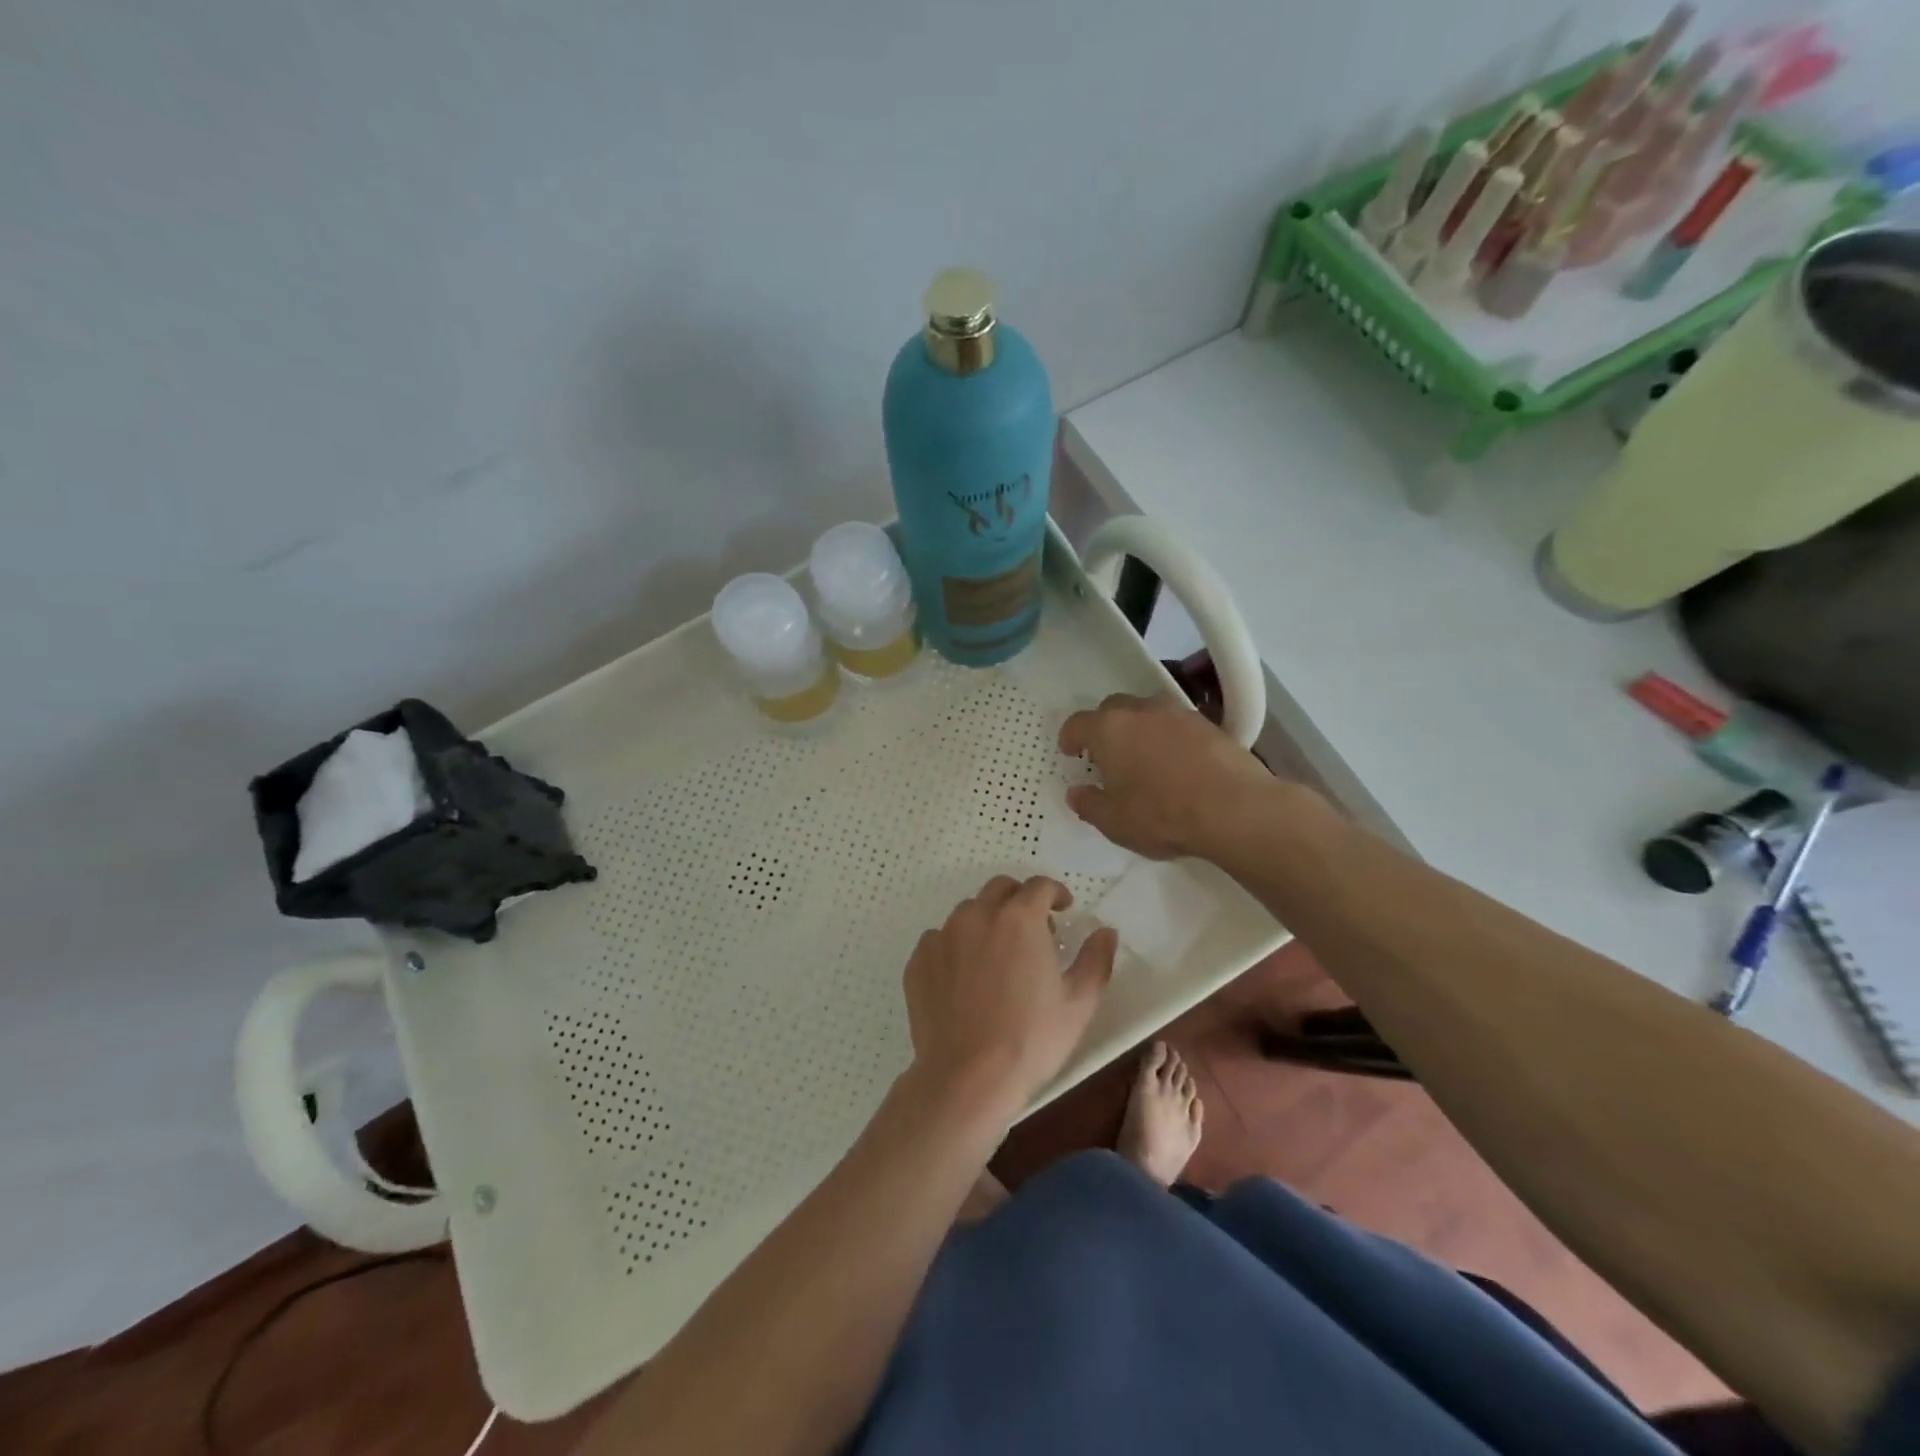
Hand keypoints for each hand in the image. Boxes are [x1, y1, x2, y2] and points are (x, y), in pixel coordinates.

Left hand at [902, 875, 1117, 1117]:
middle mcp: (977, 915)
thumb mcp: (1079, 1003)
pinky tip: (964, 976)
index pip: (1039, 886)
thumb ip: (1096, 959)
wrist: (967, 1077)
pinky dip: (956, 946)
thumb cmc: (1031, 1039)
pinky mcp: (918, 960)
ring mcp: (943, 936)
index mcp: (1019, 918)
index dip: (1055, 893)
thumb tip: (1105, 931)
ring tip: (997, 954)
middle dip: (1019, 900)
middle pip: (1000, 889)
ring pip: (968, 912)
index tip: (1063, 908)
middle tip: (1032, 929)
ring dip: (987, 921)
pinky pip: (940, 939)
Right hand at [1058, 693, 1276, 860]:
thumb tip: (1076, 793)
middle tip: (1105, 755)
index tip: (1069, 751)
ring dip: (1139, 730)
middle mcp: (1141, 711)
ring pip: (1147, 713)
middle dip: (1104, 727)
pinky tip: (1175, 763)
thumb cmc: (1161, 814)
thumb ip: (1088, 804)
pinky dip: (1168, 738)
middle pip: (1113, 709)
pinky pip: (1176, 725)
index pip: (1078, 723)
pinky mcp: (1209, 724)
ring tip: (1142, 758)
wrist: (1234, 809)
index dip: (1069, 737)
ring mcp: (1178, 714)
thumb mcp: (1113, 821)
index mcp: (1109, 729)